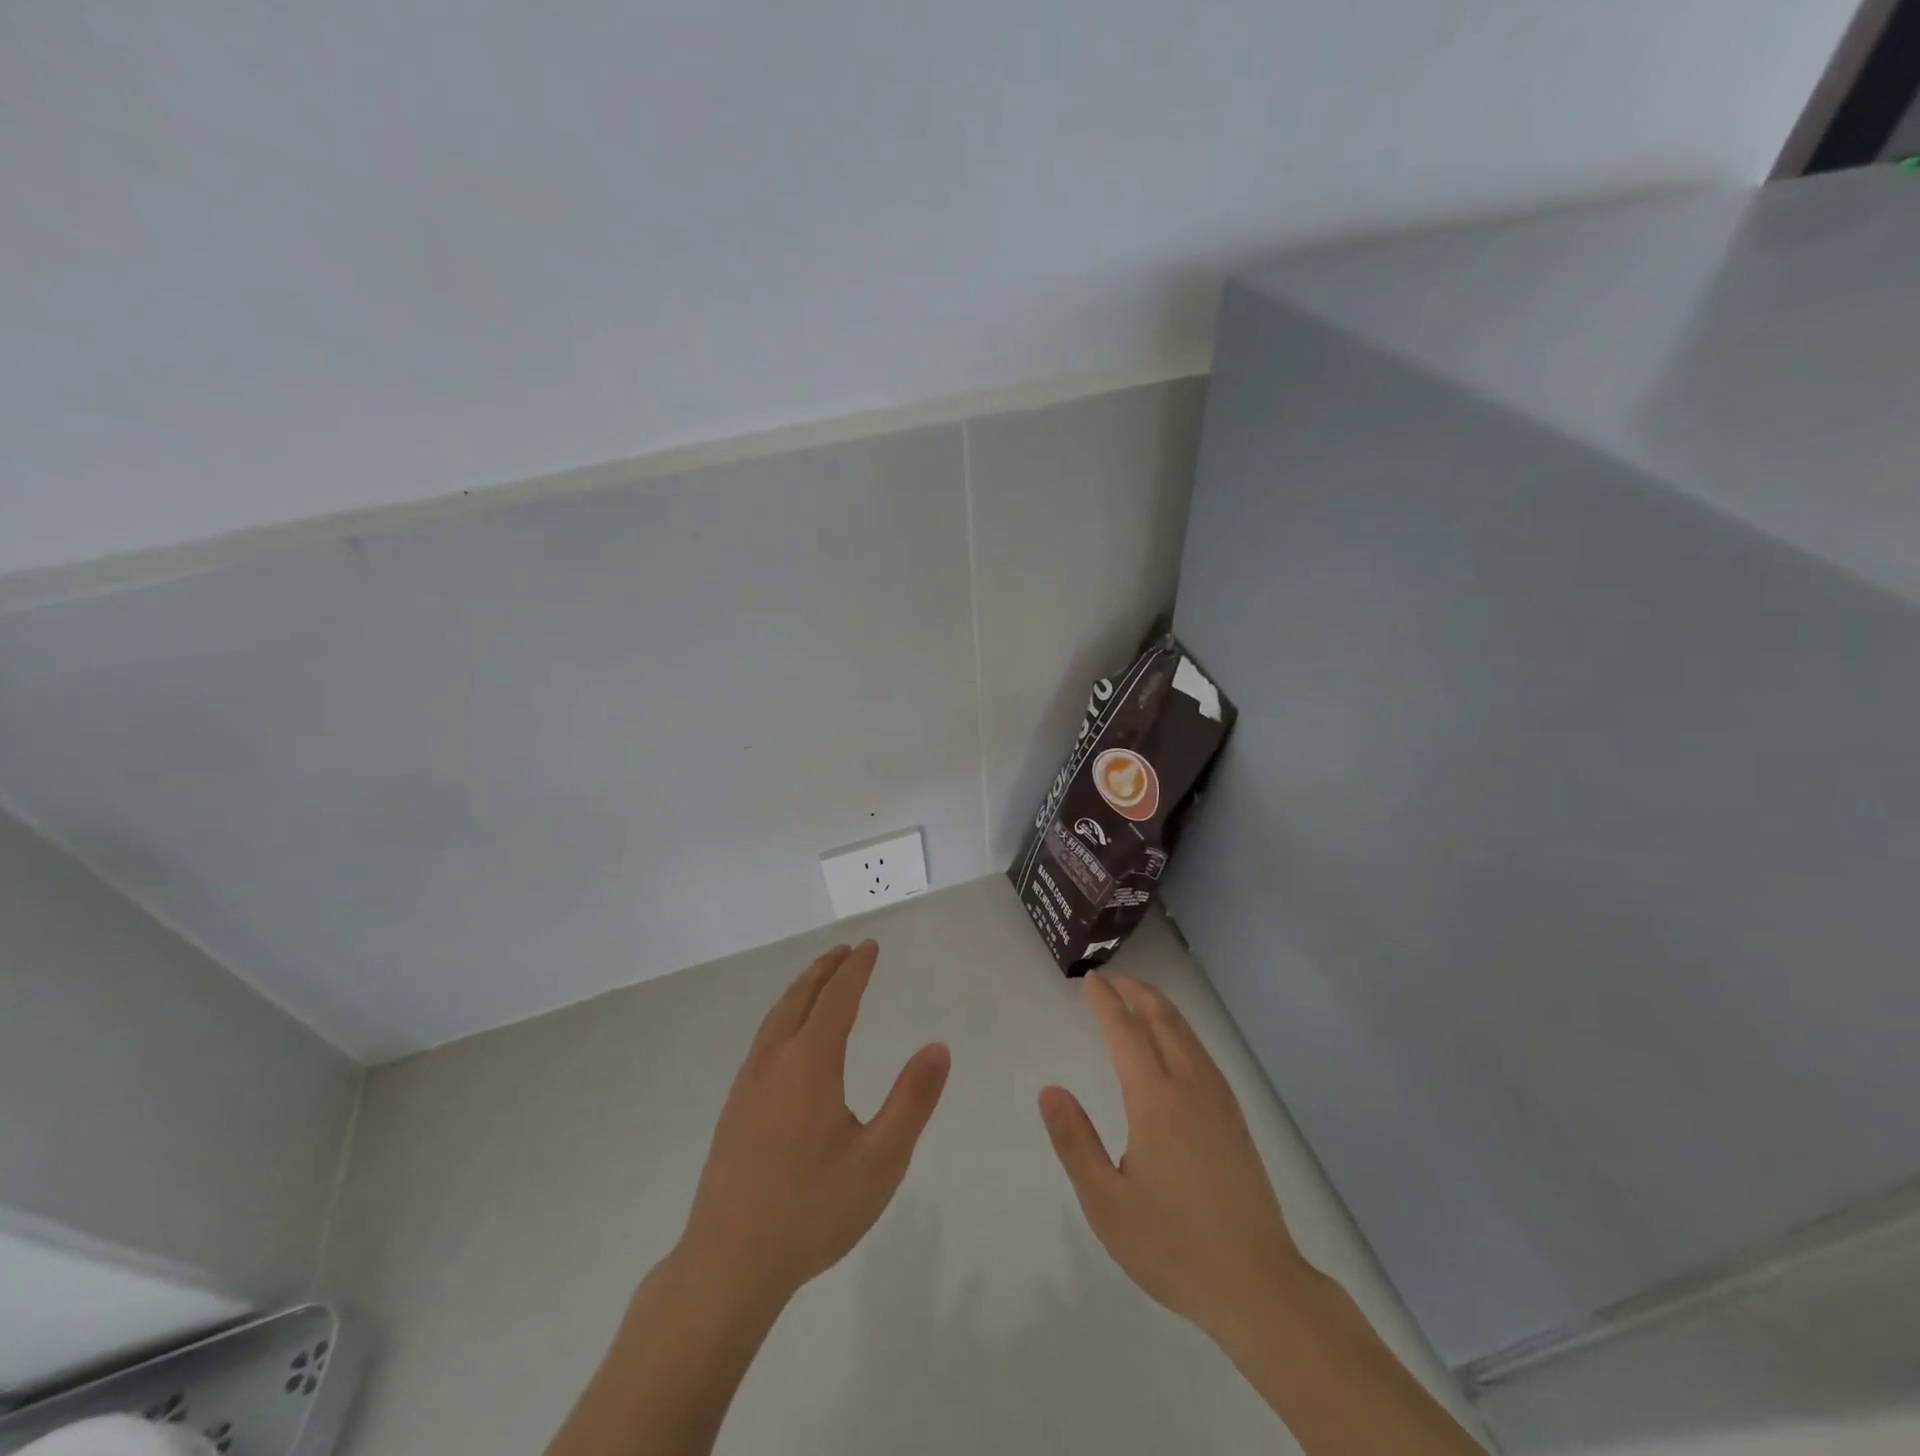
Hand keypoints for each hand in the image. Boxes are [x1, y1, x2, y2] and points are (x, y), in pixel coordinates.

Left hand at [681, 940, 950, 1303]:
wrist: (728, 1264)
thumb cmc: (812, 1210)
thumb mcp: (880, 1161)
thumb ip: (912, 1100)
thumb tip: (938, 1047)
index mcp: (809, 1064)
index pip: (837, 999)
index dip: (856, 969)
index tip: (870, 945)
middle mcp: (774, 1062)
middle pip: (800, 999)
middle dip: (825, 970)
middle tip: (846, 950)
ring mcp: (748, 1085)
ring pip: (776, 1018)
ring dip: (801, 990)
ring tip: (819, 980)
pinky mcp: (734, 1109)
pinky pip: (763, 1040)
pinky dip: (783, 1016)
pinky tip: (788, 1038)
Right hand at [1039, 973, 1308, 1343]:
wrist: (1258, 1285)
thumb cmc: (1173, 1245)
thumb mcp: (1106, 1203)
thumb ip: (1075, 1142)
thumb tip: (1050, 1090)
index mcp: (1156, 1100)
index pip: (1126, 1032)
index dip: (1107, 1002)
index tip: (1091, 979)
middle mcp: (1190, 1087)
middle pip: (1163, 1020)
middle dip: (1137, 993)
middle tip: (1112, 979)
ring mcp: (1219, 1101)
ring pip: (1188, 1034)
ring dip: (1161, 1008)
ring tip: (1139, 1000)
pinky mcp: (1236, 1119)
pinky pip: (1203, 1054)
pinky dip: (1182, 1031)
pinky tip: (1177, 1045)